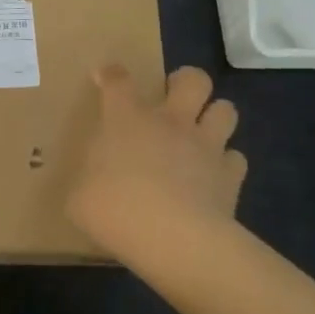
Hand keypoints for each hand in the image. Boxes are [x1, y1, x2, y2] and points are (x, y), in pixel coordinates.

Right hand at [67, 64, 246, 262]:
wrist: (174, 239)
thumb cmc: (116, 210)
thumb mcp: (79, 198)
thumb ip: (86, 182)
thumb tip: (88, 186)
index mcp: (127, 120)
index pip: (118, 81)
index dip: (111, 74)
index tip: (105, 75)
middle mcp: (171, 122)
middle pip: (193, 79)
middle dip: (185, 81)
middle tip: (174, 97)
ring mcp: (206, 146)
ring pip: (225, 110)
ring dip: (214, 116)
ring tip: (202, 132)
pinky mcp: (231, 176)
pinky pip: (236, 158)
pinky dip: (227, 163)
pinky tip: (215, 176)